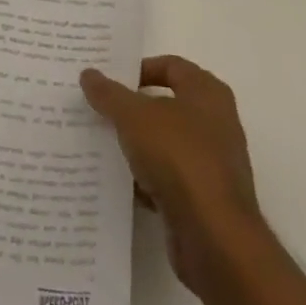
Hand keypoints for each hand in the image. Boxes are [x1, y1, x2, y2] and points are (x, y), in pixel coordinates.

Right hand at [81, 56, 259, 295]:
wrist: (215, 239)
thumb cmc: (179, 158)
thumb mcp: (133, 116)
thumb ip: (109, 94)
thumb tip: (88, 74)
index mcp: (207, 93)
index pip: (171, 65)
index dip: (140, 69)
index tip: (109, 80)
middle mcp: (216, 123)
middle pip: (166, 105)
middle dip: (133, 108)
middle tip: (99, 107)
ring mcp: (213, 164)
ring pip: (165, 144)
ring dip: (137, 145)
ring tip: (101, 143)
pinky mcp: (205, 200)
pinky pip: (169, 179)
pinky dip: (146, 179)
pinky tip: (119, 182)